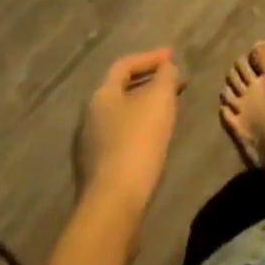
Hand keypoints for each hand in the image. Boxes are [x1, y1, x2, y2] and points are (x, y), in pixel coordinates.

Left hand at [79, 48, 181, 223]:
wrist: (113, 207)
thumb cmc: (138, 143)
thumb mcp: (160, 99)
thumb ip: (166, 76)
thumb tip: (167, 68)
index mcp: (101, 95)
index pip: (125, 65)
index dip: (151, 58)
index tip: (173, 57)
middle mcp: (89, 117)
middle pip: (122, 90)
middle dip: (150, 83)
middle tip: (175, 83)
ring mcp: (89, 146)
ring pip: (121, 115)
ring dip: (145, 108)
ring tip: (169, 110)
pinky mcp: (95, 172)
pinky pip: (120, 138)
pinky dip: (138, 130)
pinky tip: (155, 140)